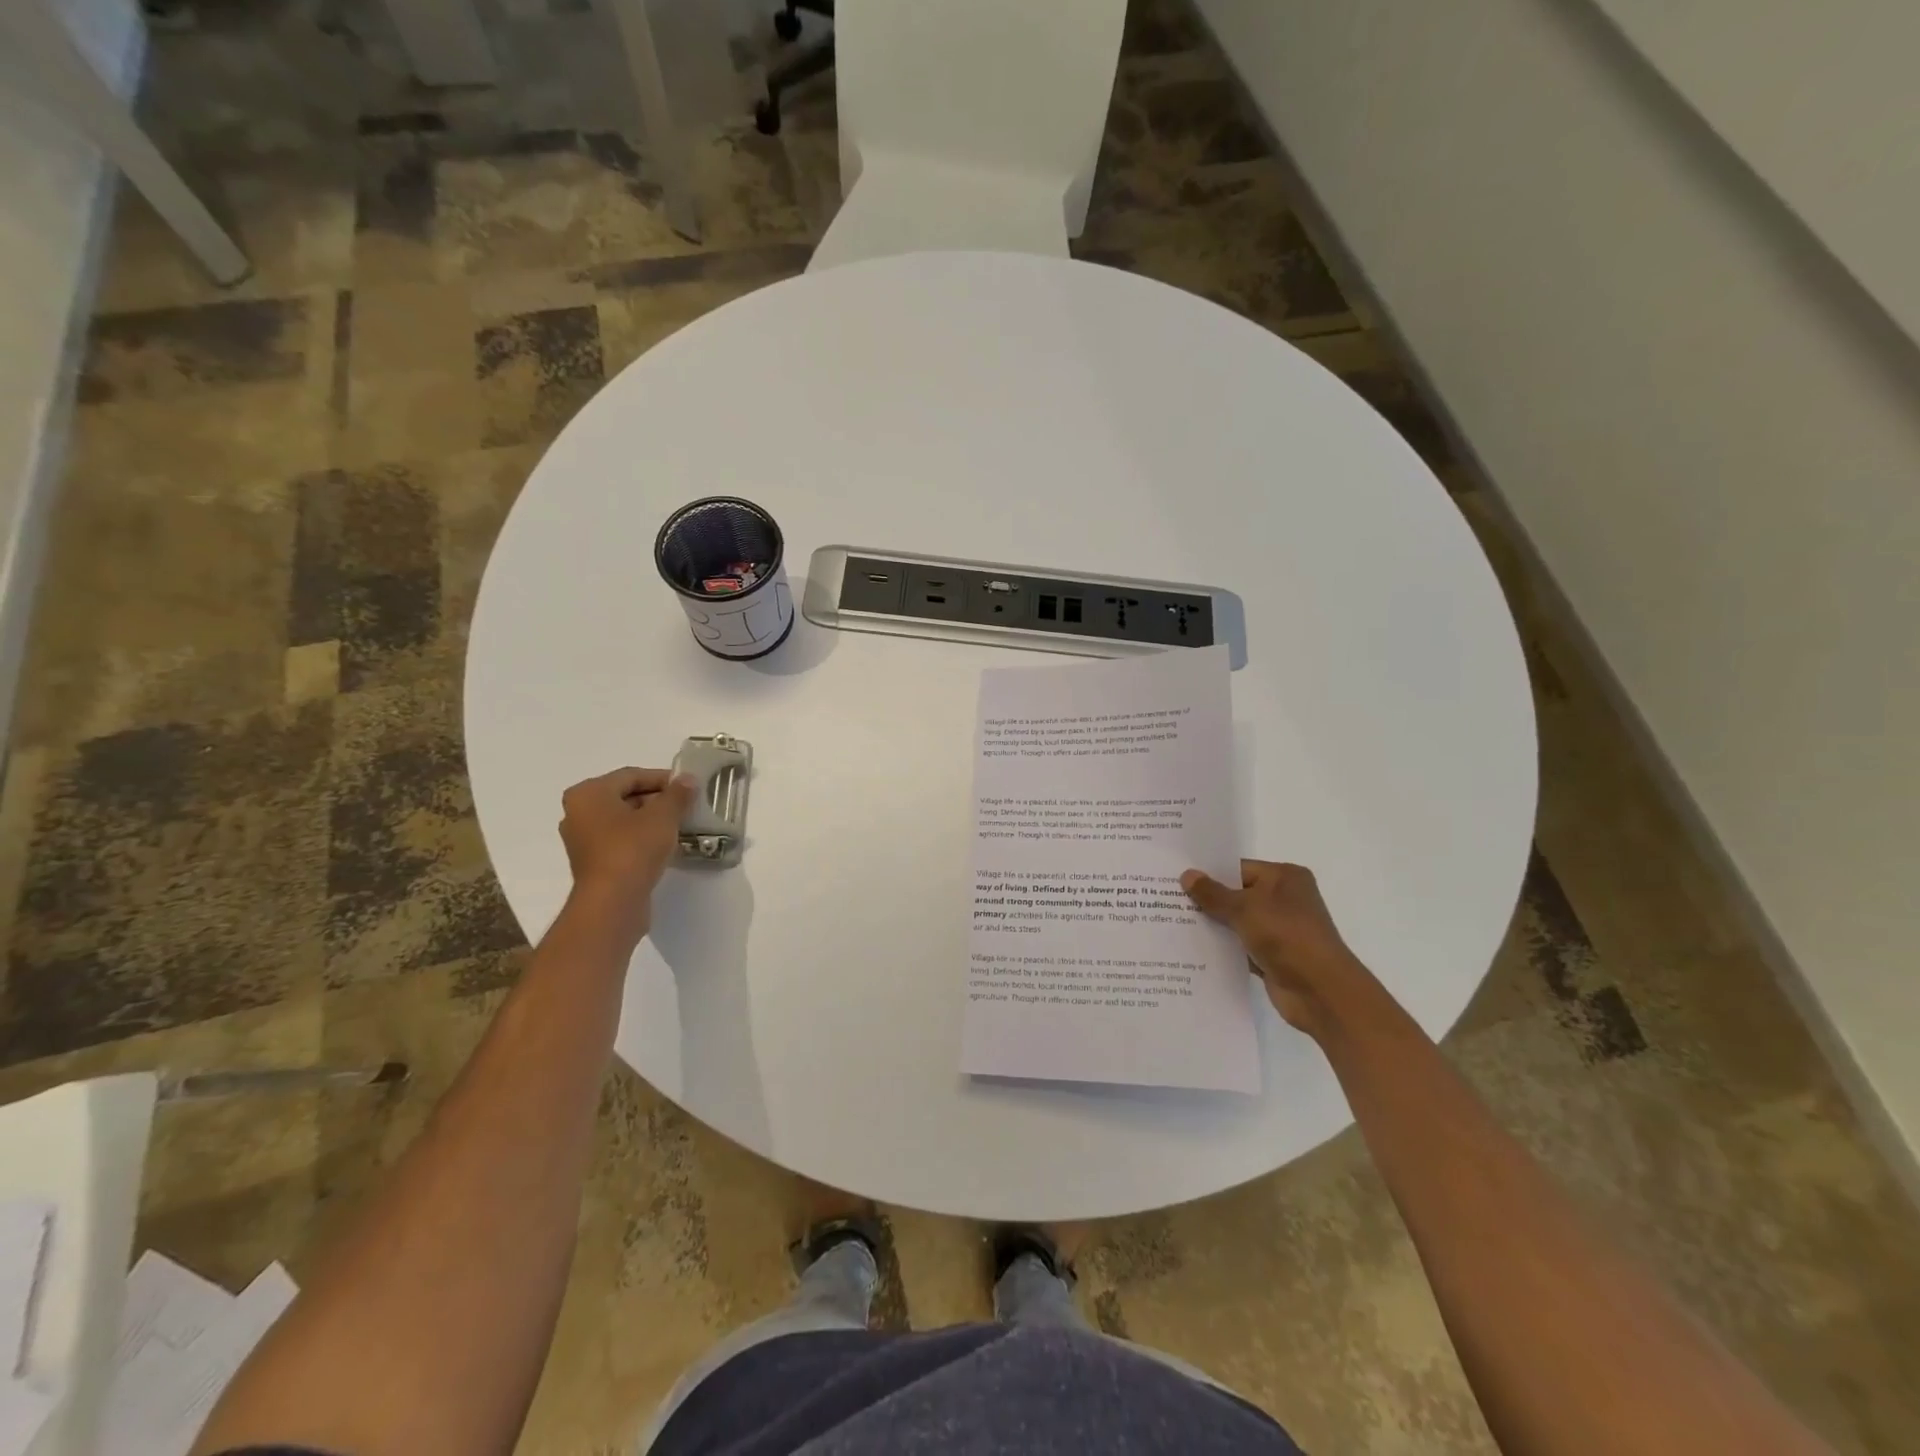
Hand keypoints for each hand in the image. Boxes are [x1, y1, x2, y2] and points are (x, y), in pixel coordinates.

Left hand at [558, 767, 695, 941]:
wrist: (612, 903)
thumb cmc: (633, 849)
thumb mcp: (662, 816)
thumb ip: (677, 794)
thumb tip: (688, 780)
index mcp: (588, 794)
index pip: (631, 776)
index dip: (663, 779)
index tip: (689, 787)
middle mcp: (578, 813)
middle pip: (625, 797)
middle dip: (658, 800)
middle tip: (687, 806)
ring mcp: (583, 840)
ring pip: (624, 820)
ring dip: (652, 820)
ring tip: (681, 824)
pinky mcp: (594, 863)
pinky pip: (621, 841)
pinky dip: (642, 839)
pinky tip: (666, 845)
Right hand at [1180, 860, 1369, 1035]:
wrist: (1321, 992)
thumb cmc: (1286, 936)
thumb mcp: (1244, 908)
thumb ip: (1213, 893)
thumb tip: (1187, 874)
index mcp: (1285, 878)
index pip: (1239, 868)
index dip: (1209, 873)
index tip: (1176, 877)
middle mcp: (1284, 900)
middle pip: (1237, 894)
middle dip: (1206, 900)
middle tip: (1166, 898)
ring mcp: (1280, 930)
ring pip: (1237, 922)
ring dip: (1213, 925)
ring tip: (1172, 922)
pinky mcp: (1273, 956)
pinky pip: (1240, 946)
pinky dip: (1222, 948)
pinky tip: (1192, 948)